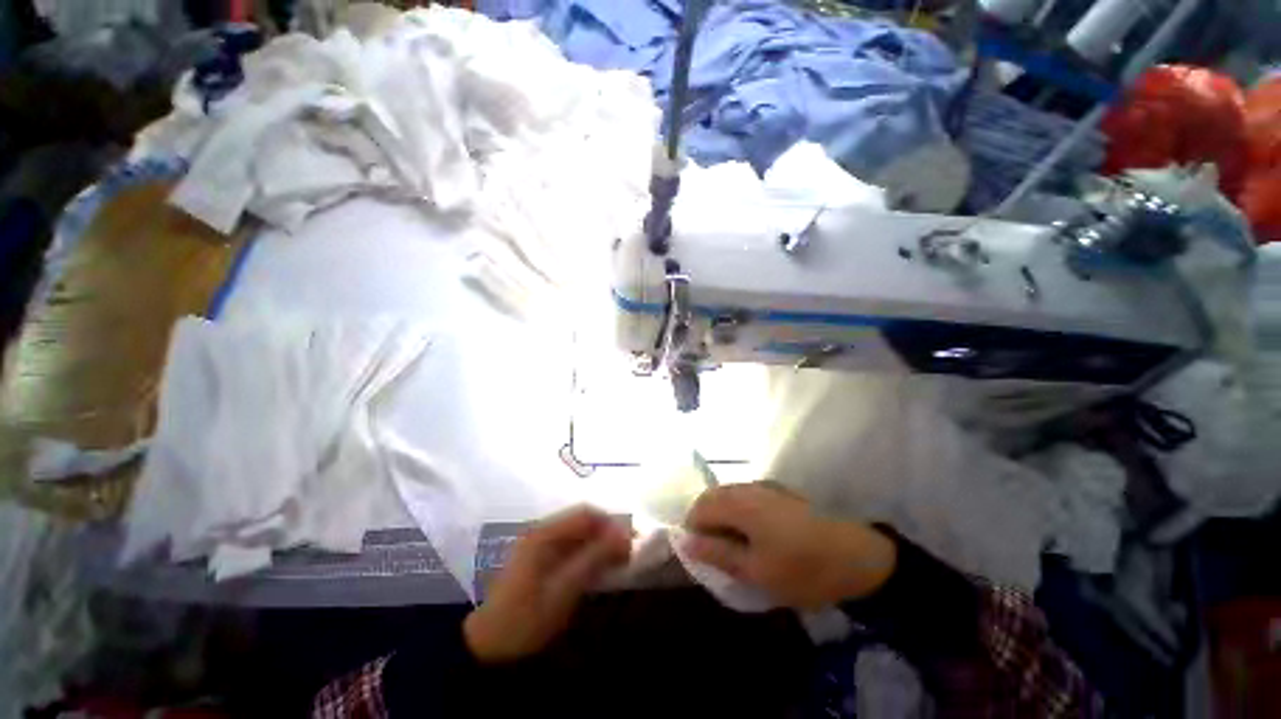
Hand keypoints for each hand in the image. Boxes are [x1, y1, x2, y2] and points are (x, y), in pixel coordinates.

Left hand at [463, 506, 630, 662]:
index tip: (631, 541)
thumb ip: (594, 560)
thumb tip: (624, 536)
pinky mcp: (539, 560)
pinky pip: (570, 548)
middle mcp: (542, 532)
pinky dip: (588, 555)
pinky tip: (597, 571)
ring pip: (578, 534)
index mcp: (544, 533)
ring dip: (599, 545)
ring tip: (618, 563)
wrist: (488, 649)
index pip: (585, 514)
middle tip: (627, 554)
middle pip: (582, 521)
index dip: (610, 523)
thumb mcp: (563, 591)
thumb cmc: (525, 619)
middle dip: (607, 534)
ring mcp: (539, 546)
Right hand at [683, 484, 896, 609]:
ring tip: (734, 546)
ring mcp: (765, 486)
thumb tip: (686, 542)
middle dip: (706, 522)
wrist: (858, 557)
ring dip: (723, 516)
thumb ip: (718, 553)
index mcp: (739, 503)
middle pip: (713, 497)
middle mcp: (748, 487)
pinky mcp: (779, 491)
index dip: (693, 531)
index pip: (700, 508)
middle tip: (715, 552)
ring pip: (730, 495)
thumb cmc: (802, 568)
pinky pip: (746, 496)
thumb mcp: (756, 571)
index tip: (701, 555)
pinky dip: (739, 512)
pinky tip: (754, 534)